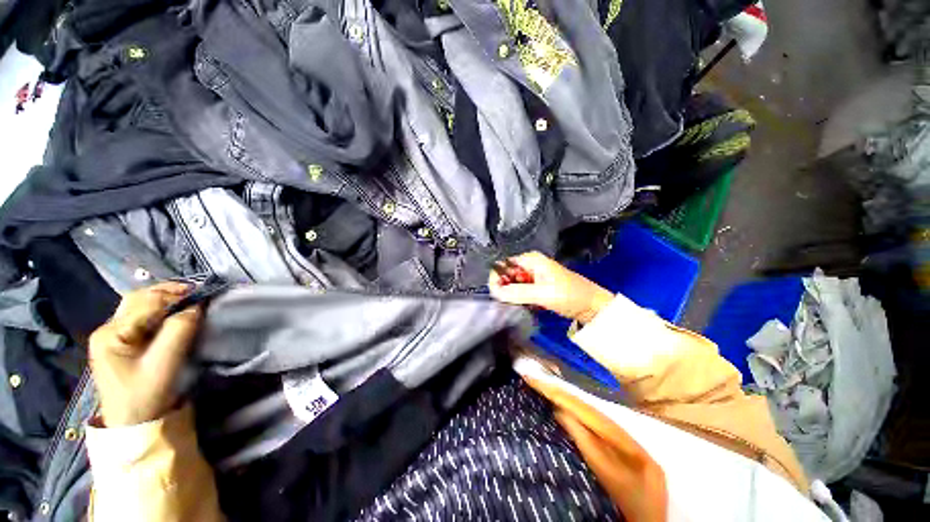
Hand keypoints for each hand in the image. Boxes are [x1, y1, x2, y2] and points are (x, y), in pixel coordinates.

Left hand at [89, 282, 201, 426]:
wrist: (133, 425)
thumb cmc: (145, 397)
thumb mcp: (164, 365)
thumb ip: (179, 331)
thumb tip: (197, 305)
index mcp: (111, 334)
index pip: (146, 303)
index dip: (176, 296)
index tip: (204, 295)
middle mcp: (107, 329)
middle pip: (139, 299)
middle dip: (169, 292)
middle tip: (197, 294)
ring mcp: (111, 335)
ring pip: (139, 305)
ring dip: (164, 299)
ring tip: (189, 300)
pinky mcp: (120, 342)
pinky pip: (140, 316)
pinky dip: (160, 310)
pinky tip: (174, 313)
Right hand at [488, 251, 613, 323]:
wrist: (592, 307)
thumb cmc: (570, 295)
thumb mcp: (542, 293)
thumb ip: (517, 292)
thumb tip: (495, 293)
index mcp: (530, 259)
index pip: (502, 264)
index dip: (496, 277)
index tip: (496, 294)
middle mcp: (529, 265)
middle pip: (505, 274)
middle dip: (503, 288)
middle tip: (507, 302)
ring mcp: (532, 276)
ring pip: (511, 284)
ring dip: (511, 295)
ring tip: (518, 304)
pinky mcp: (535, 287)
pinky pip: (519, 292)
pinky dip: (518, 299)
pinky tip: (524, 305)